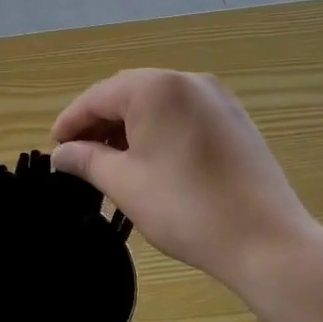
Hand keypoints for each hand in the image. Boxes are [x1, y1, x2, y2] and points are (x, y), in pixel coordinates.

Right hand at [51, 70, 322, 295]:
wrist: (267, 241)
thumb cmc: (186, 208)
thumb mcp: (125, 183)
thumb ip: (87, 160)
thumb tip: (62, 154)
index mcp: (156, 87)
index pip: (98, 97)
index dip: (71, 122)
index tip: (54, 148)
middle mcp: (187, 80)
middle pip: (128, 93)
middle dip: (100, 122)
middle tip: (79, 155)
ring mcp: (217, 98)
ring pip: (157, 103)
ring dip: (129, 126)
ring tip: (111, 161)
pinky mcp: (235, 119)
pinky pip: (183, 114)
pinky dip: (159, 130)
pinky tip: (150, 160)